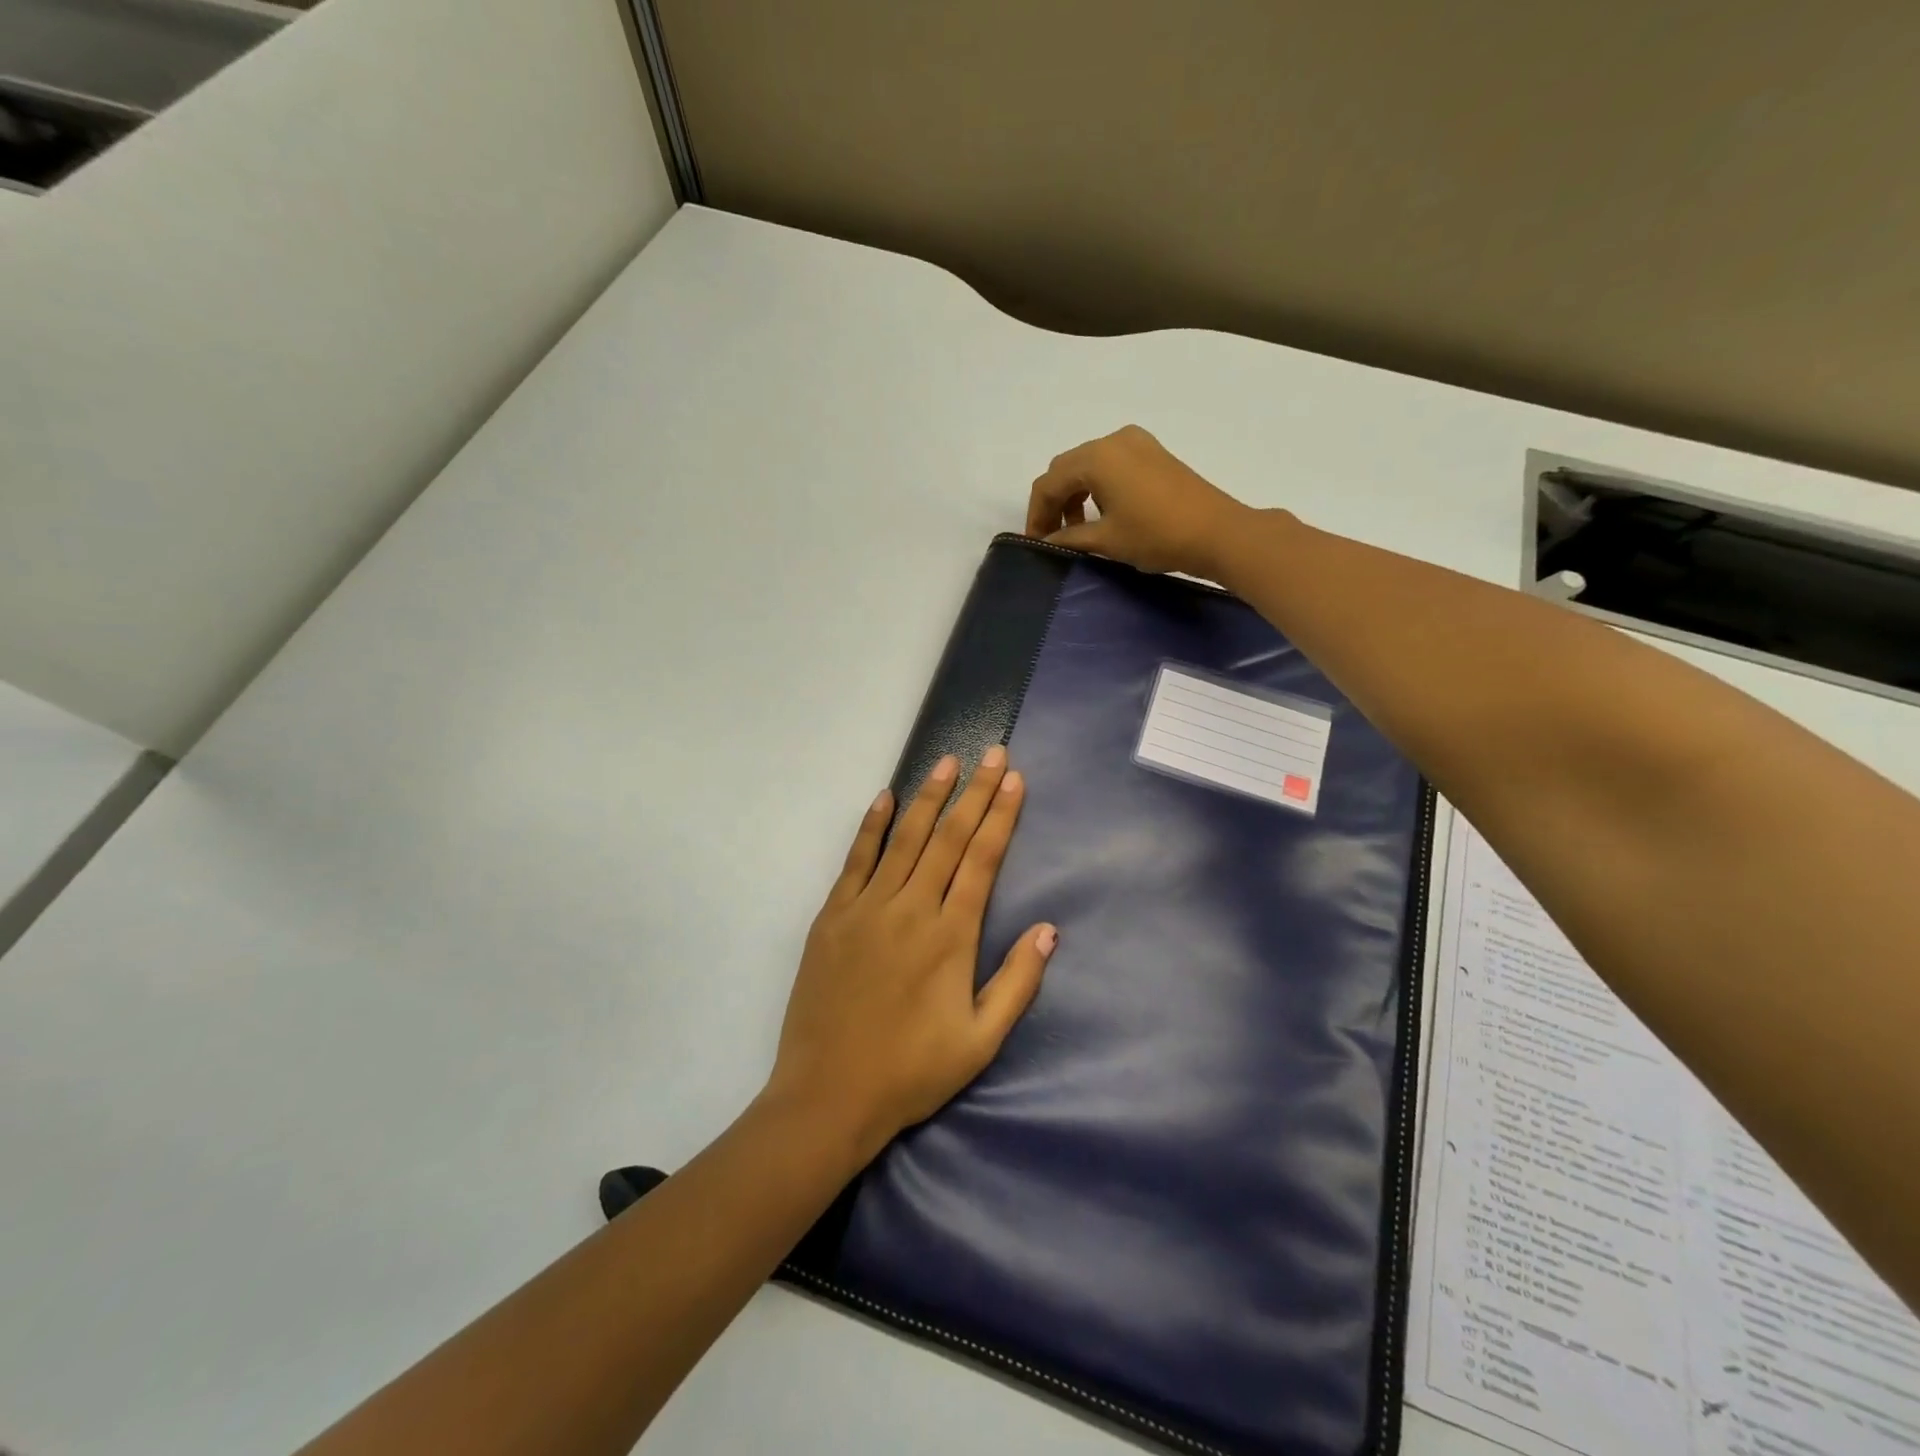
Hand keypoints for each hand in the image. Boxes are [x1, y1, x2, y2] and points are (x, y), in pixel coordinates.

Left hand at [765, 747, 1056, 1160]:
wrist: (828, 1096)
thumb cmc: (912, 1072)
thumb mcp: (980, 1041)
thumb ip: (1017, 983)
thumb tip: (1049, 929)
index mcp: (950, 936)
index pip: (982, 859)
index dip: (1001, 816)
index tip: (1014, 780)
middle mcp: (911, 909)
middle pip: (948, 838)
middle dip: (974, 792)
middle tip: (992, 753)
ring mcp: (867, 908)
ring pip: (905, 839)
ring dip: (928, 797)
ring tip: (947, 762)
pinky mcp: (832, 916)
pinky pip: (856, 859)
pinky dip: (872, 826)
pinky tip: (885, 798)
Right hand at [1026, 425, 1253, 578]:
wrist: (1217, 532)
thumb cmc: (1156, 535)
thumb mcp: (1106, 540)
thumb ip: (1069, 538)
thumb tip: (1047, 542)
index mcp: (1096, 458)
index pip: (1048, 483)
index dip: (1036, 515)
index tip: (1036, 544)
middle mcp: (1113, 440)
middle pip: (1066, 468)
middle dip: (1054, 502)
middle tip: (1052, 537)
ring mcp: (1136, 443)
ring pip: (1088, 465)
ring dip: (1075, 494)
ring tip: (1077, 530)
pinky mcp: (1153, 453)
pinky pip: (1111, 464)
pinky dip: (1097, 487)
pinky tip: (1103, 514)